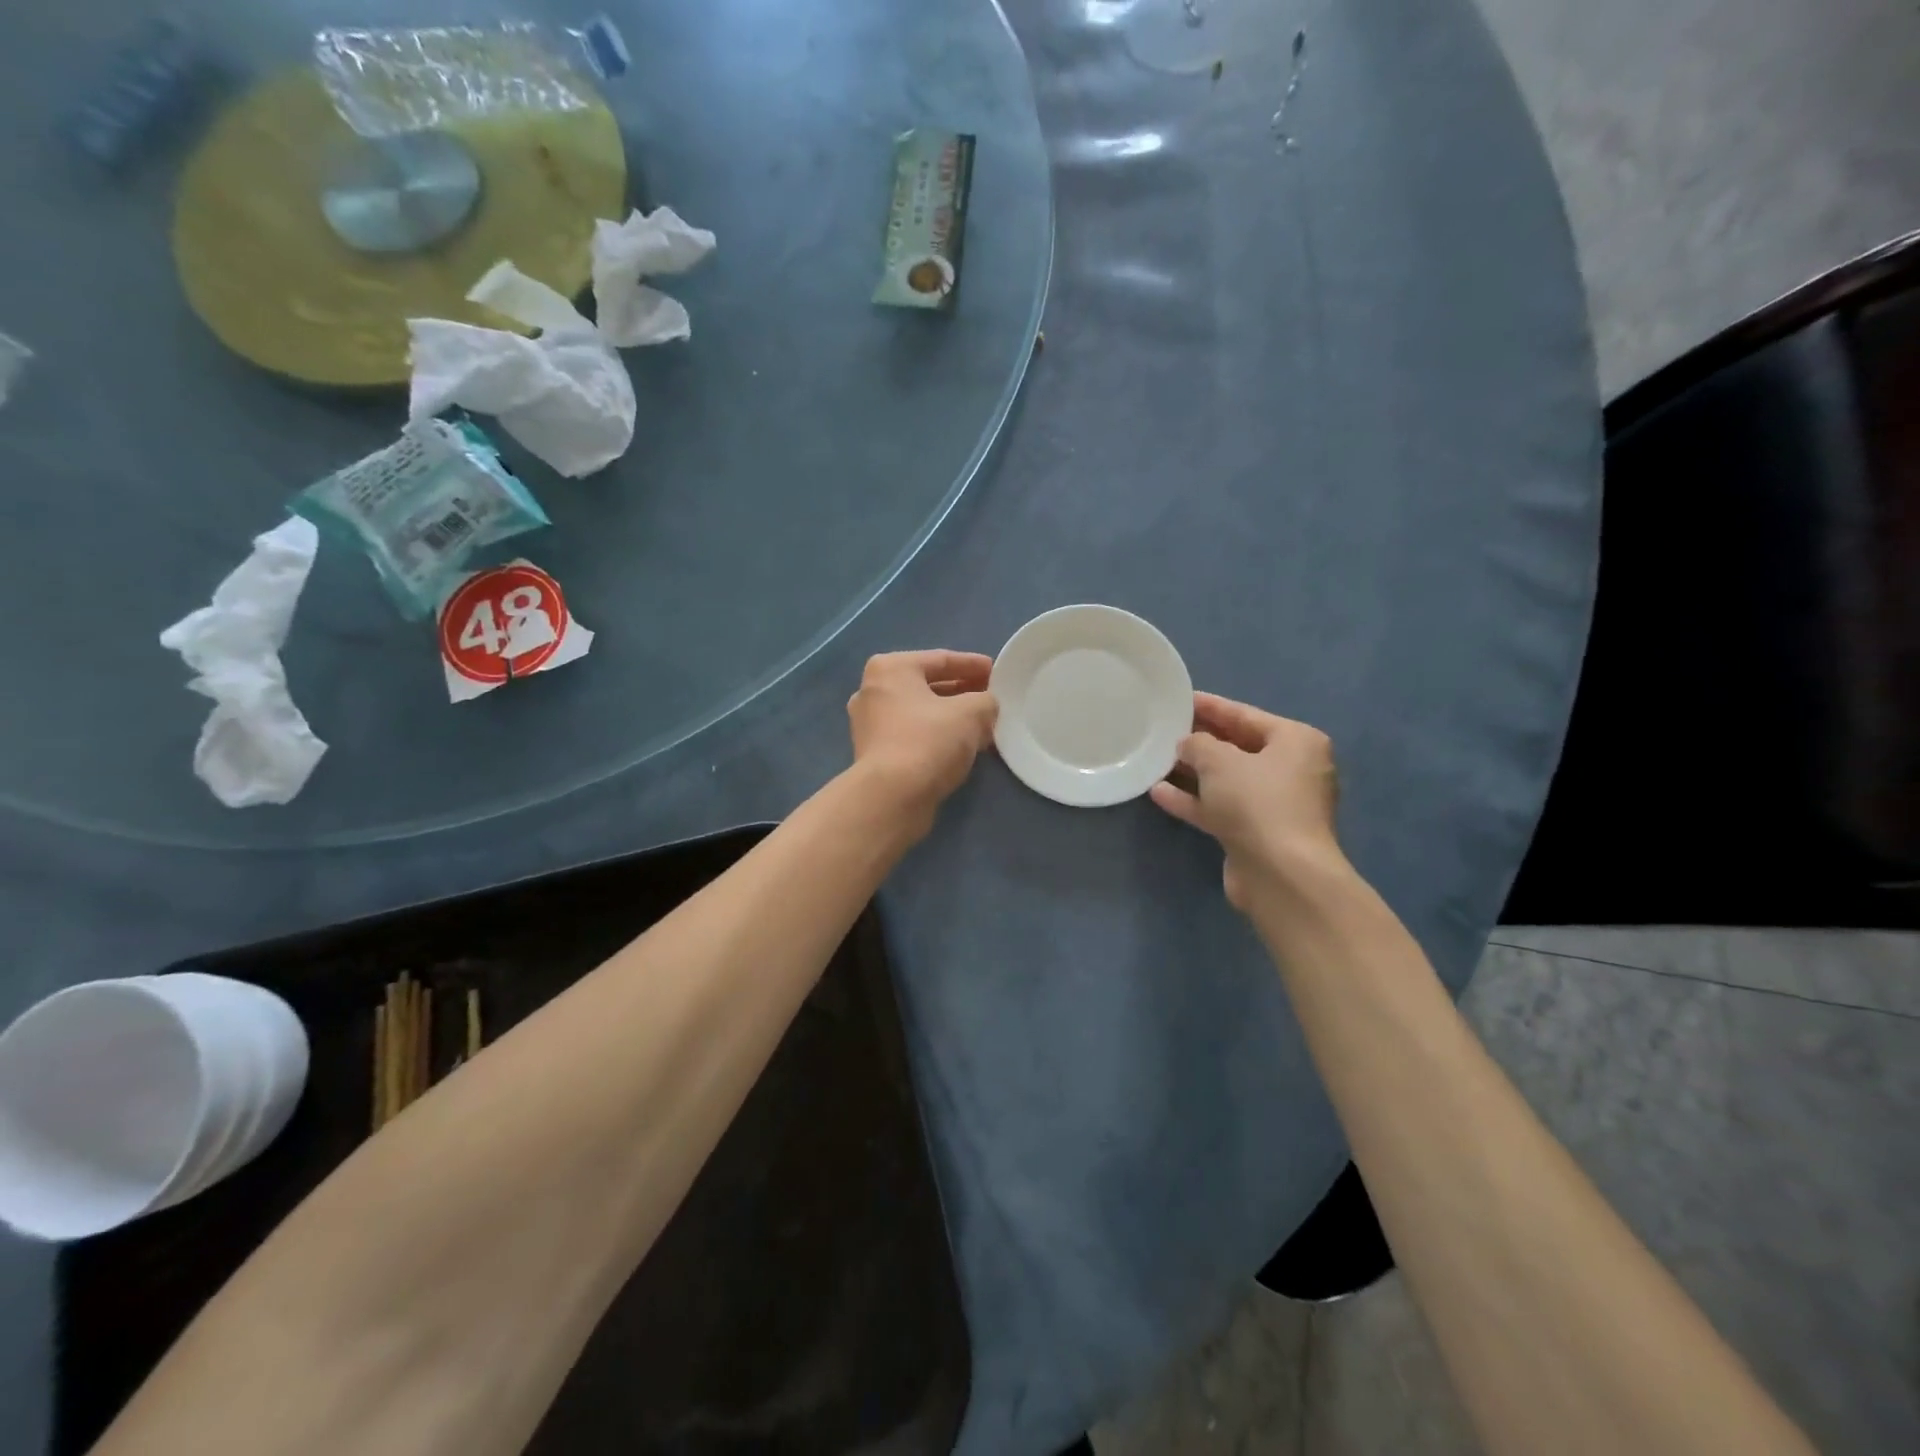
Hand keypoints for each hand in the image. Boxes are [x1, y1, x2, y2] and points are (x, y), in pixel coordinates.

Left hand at [847, 650, 998, 835]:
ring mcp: (870, 725)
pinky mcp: (875, 754)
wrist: (892, 798)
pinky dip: (938, 736)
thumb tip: (986, 707)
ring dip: (952, 717)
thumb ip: (986, 701)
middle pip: (929, 686)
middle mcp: (873, 691)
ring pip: (921, 713)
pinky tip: (964, 746)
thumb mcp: (971, 713)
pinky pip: (914, 735)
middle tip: (992, 699)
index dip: (973, 665)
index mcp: (890, 668)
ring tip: (984, 724)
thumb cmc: (928, 741)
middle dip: (963, 692)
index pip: (941, 659)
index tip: (998, 673)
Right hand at [1148, 692, 1342, 908]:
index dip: (1211, 706)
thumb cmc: (1257, 802)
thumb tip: (1188, 745)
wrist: (1281, 875)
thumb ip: (1198, 744)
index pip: (1246, 715)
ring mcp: (1274, 805)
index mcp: (1296, 742)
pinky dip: (1193, 800)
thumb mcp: (1219, 760)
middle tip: (1165, 728)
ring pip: (1227, 780)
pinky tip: (1158, 793)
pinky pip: (1220, 808)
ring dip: (1193, 772)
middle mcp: (1291, 770)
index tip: (1180, 699)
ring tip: (1156, 759)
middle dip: (1201, 740)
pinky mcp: (1256, 834)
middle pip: (1238, 747)